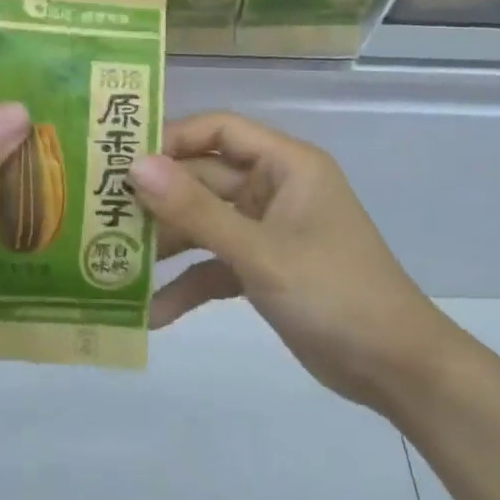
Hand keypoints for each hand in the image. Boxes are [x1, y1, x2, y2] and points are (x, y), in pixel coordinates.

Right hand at [130, 113, 446, 408]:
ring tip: (114, 261)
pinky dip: (188, 284)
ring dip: (167, 243)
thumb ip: (196, 210)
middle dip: (160, 198)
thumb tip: (136, 166)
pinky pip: (216, 264)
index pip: (219, 130)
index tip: (122, 160)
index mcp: (285, 165)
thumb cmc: (334, 292)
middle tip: (103, 212)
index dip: (172, 139)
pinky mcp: (264, 269)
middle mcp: (274, 188)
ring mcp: (268, 230)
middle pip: (205, 178)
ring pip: (205, 223)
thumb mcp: (260, 251)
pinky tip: (152, 312)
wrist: (397, 369)